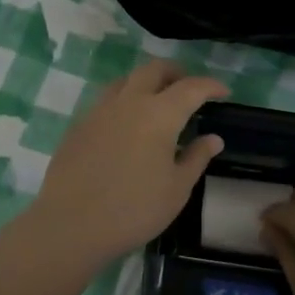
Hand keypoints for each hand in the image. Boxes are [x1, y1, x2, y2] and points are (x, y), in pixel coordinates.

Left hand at [30, 60, 228, 265]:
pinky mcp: (79, 125)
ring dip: (147, 83)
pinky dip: (125, 101)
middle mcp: (129, 102)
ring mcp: (99, 111)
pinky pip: (107, 101)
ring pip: (127, 80)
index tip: (223, 92)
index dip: (210, 86)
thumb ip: (196, 158)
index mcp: (159, 114)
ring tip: (158, 103)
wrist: (70, 224)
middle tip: (190, 89)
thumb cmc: (133, 209)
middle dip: (176, 73)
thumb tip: (213, 138)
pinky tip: (127, 126)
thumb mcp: (176, 189)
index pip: (191, 87)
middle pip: (154, 70)